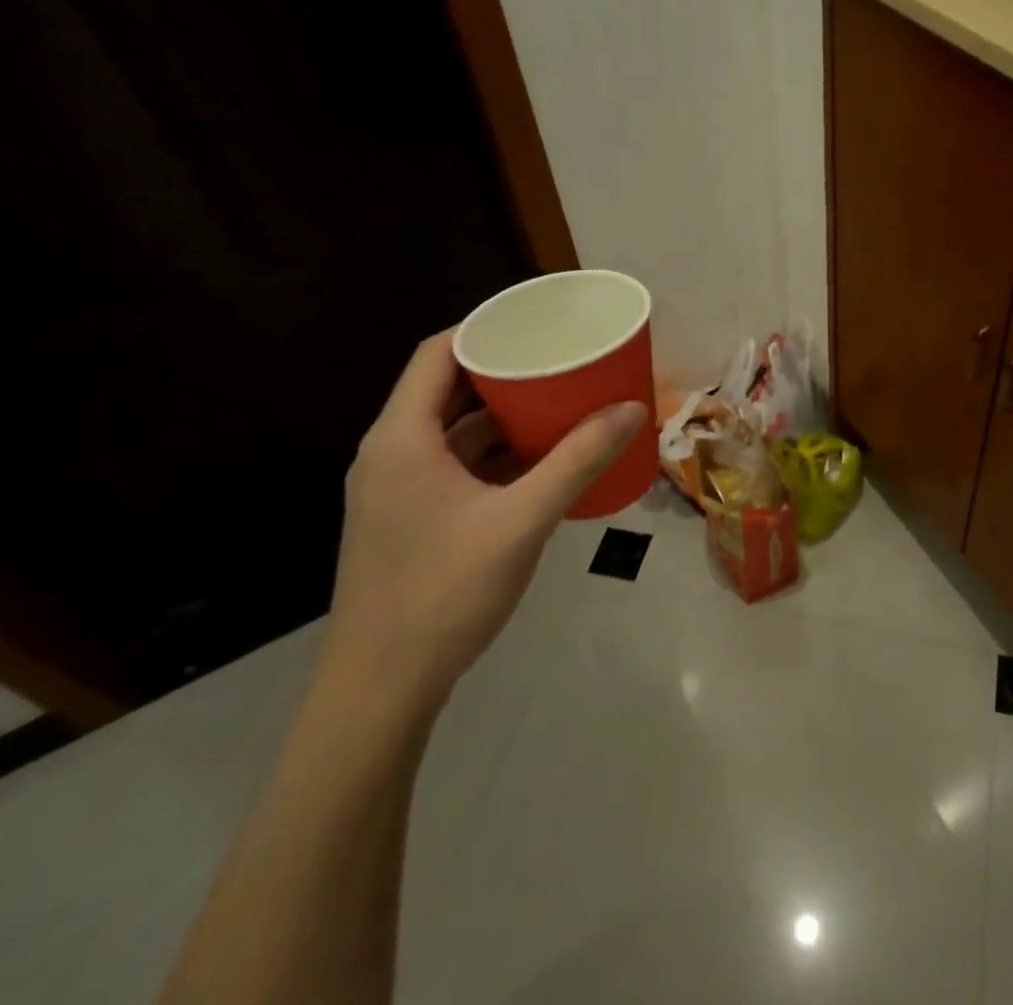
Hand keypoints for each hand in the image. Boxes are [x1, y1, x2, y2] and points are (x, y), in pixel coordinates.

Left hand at [319, 331, 646, 719]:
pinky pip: (453, 466)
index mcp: (401, 438)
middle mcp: (390, 453)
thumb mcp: (522, 520)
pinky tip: (539, 461)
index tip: (538, 321)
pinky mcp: (406, 520)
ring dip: (502, 416)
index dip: (485, 328)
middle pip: (446, 389)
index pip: (438, 353)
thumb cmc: (444, 592)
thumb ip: (577, 460)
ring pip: (452, 432)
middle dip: (505, 371)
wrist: (380, 691)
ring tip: (560, 402)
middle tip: (561, 359)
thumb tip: (632, 409)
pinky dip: (493, 455)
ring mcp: (395, 490)